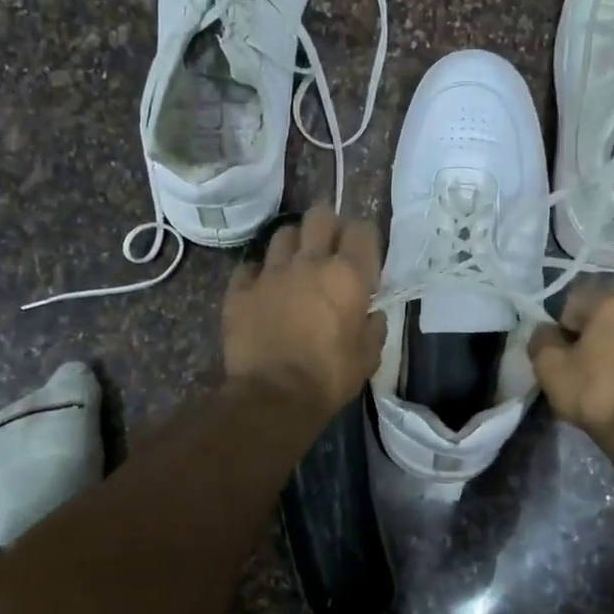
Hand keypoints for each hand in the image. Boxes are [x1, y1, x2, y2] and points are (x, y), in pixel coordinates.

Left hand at [223, 203, 386, 421]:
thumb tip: (372, 314)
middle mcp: (310, 262)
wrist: (273, 397)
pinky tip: (263, 287)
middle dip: (327, 225)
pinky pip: (250, 266)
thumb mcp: (368, 357)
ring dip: (293, 243)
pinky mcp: (240, 289)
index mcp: (348, 275)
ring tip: (295, 262)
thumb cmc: (329, 378)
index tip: (363, 255)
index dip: (364, 238)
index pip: (362, 230)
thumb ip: (373, 327)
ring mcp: (270, 272)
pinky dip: (259, 272)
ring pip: (283, 234)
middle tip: (329, 246)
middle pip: (320, 216)